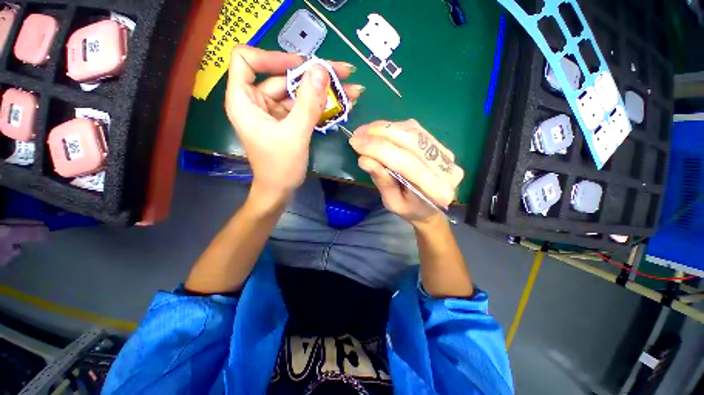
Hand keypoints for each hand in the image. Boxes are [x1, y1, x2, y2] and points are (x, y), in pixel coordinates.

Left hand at [225, 45, 363, 202]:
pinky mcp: (287, 121)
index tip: (301, 65)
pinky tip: (342, 104)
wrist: (281, 190)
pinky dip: (321, 105)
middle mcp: (256, 101)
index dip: (272, 57)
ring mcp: (273, 112)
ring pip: (297, 92)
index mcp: (244, 100)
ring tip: (351, 90)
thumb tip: (321, 70)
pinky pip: (304, 107)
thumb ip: (308, 103)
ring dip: (323, 91)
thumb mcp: (295, 134)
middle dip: (313, 75)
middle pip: (282, 76)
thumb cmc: (280, 166)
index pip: (247, 60)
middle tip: (343, 72)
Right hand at [349, 120, 463, 224]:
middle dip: (380, 134)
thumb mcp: (392, 202)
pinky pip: (416, 130)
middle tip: (358, 134)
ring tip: (365, 131)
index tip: (355, 142)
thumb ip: (382, 181)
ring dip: (386, 128)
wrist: (430, 208)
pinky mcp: (441, 145)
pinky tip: (379, 130)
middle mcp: (447, 169)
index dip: (378, 150)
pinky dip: (394, 128)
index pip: (405, 163)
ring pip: (413, 132)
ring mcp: (447, 154)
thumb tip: (364, 159)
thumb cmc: (409, 209)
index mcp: (436, 191)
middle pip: (411, 142)